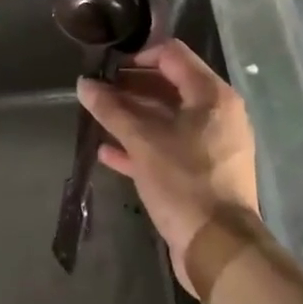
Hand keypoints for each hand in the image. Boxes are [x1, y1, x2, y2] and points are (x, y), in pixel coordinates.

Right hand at [77, 41, 260, 293]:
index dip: (138, 55)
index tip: (108, 67)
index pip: (173, 55)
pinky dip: (142, 145)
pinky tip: (108, 152)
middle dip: (131, 88)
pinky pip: (169, 147)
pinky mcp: (203, 172)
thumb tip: (84, 84)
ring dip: (133, 117)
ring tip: (98, 118)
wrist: (218, 249)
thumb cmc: (184, 182)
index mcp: (212, 95)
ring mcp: (212, 144)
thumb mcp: (143, 142)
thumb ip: (112, 110)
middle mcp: (217, 113)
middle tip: (98, 92)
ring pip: (167, 119)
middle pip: (169, 86)